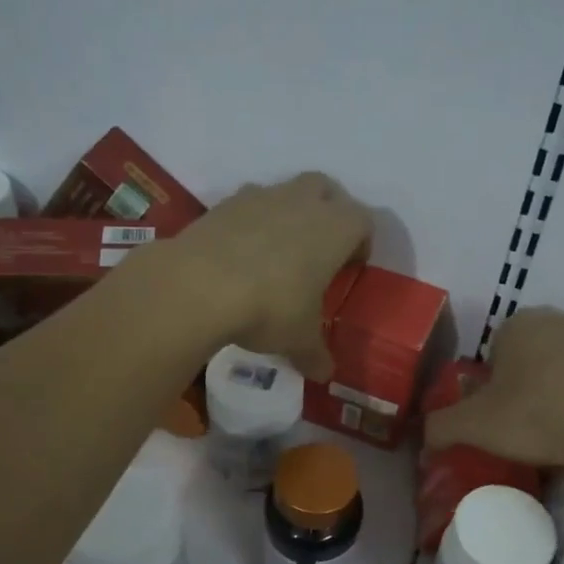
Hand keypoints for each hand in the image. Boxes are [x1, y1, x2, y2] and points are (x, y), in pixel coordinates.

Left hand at [162, 173, 371, 380]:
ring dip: (288, 212)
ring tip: (277, 251)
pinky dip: (251, 222)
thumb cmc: (270, 307)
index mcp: (336, 228)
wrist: (199, 284)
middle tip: (320, 247)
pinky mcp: (224, 203)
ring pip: (285, 191)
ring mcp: (261, 196)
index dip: (361, 242)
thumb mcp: (298, 339)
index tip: (352, 266)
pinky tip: (241, 254)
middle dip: (328, 211)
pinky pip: (248, 204)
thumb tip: (324, 374)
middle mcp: (303, 202)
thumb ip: (315, 354)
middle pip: (326, 189)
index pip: (363, 221)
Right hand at [425, 308, 563, 475]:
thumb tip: (423, 437)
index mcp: (519, 324)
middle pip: (532, 355)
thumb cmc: (534, 415)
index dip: (490, 382)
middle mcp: (561, 320)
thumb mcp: (474, 425)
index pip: (494, 348)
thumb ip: (440, 427)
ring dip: (558, 394)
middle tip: (521, 424)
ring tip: (556, 436)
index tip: (494, 413)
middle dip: (525, 385)